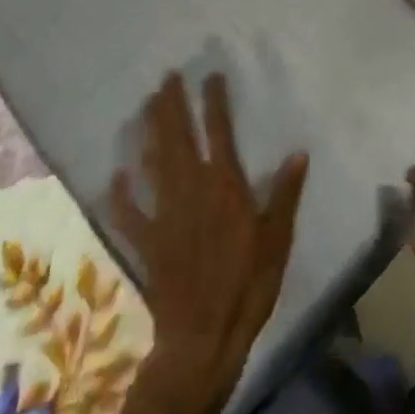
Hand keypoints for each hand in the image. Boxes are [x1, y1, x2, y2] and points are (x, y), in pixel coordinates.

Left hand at [111, 73, 307, 401]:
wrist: (203, 337)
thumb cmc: (248, 285)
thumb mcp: (278, 238)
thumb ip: (285, 194)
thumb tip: (299, 153)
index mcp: (225, 185)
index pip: (219, 131)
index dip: (214, 102)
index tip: (210, 76)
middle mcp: (191, 190)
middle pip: (178, 138)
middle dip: (172, 106)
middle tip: (166, 78)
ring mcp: (164, 214)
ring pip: (153, 163)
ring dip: (149, 132)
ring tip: (146, 105)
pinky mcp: (147, 241)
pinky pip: (129, 213)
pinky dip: (121, 194)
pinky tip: (116, 176)